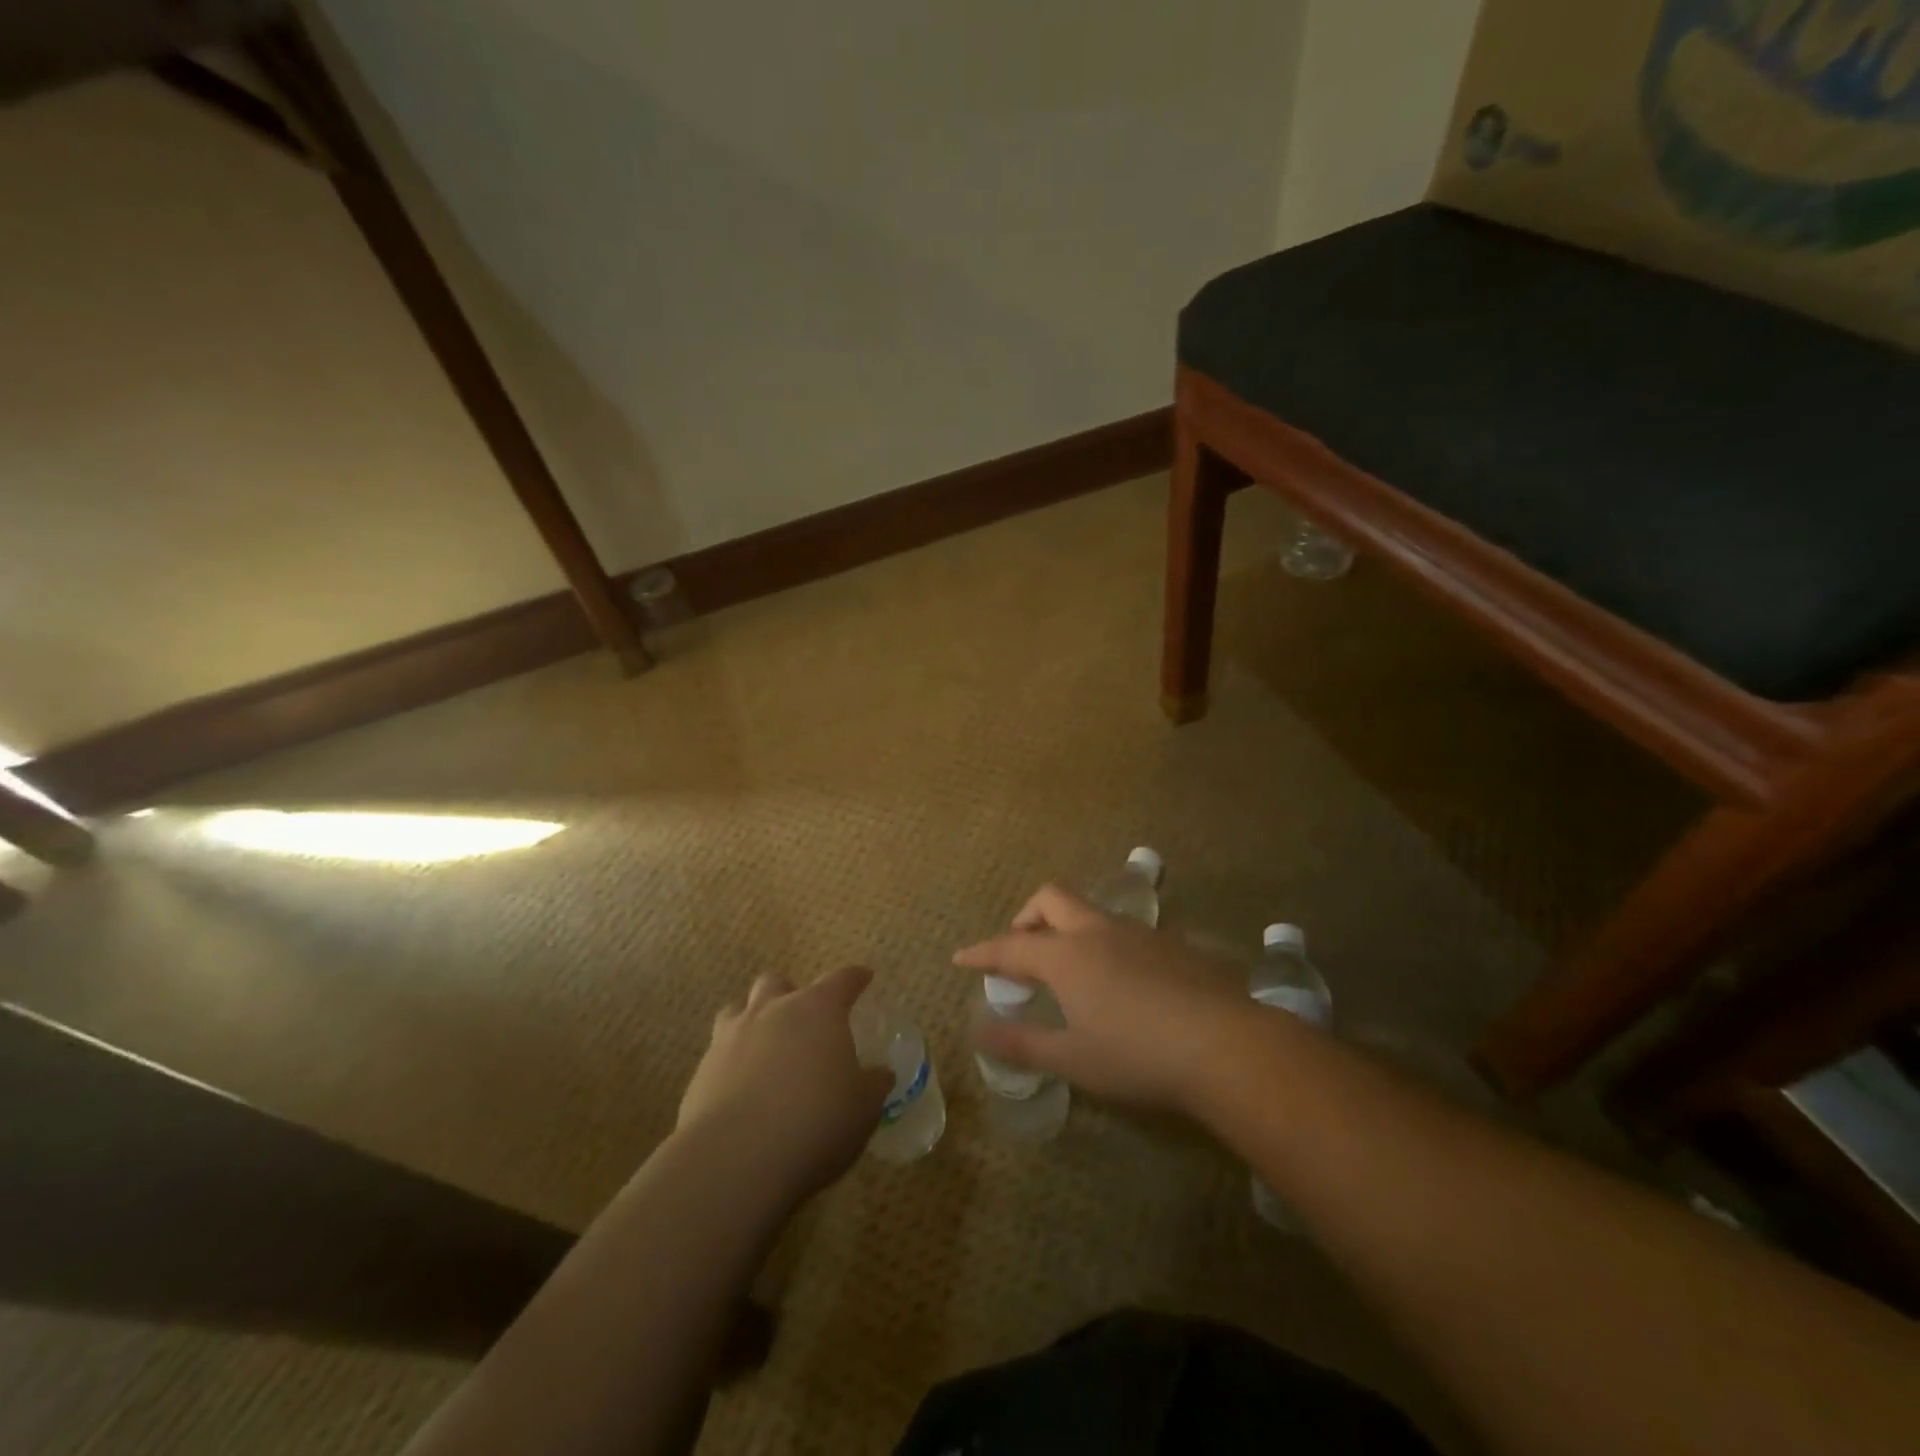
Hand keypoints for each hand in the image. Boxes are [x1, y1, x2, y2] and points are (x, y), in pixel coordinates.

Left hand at [677, 967, 892, 1204]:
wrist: (736, 1158)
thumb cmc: (816, 1121)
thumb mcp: (863, 1107)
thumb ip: (873, 1085)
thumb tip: (880, 1074)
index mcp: (818, 1010)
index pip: (841, 980)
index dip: (855, 978)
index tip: (863, 978)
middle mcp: (772, 1011)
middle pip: (778, 982)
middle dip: (791, 993)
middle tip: (804, 1019)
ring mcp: (731, 1037)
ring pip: (738, 1008)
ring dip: (753, 1020)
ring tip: (765, 1045)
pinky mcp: (701, 1071)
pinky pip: (718, 1052)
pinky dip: (732, 1062)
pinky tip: (740, 1089)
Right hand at [954, 884, 1254, 1113]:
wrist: (1225, 1046)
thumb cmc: (1137, 1055)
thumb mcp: (1072, 1059)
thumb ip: (1022, 1044)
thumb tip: (980, 1031)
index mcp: (1066, 955)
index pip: (1011, 946)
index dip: (982, 952)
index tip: (961, 957)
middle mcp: (1098, 931)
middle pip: (1051, 899)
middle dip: (1027, 917)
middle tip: (1019, 949)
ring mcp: (1139, 932)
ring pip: (1091, 912)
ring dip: (1068, 928)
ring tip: (1068, 968)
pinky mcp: (1172, 943)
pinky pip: (1123, 931)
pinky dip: (1103, 943)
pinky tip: (1119, 981)